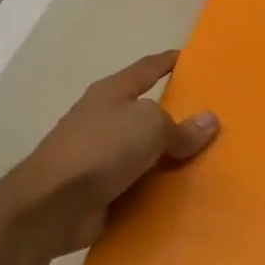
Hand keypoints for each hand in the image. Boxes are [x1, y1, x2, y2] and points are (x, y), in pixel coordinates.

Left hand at [0, 51, 218, 253]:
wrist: (52, 205)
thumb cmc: (101, 149)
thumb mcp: (150, 126)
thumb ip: (181, 127)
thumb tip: (209, 121)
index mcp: (112, 93)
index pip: (146, 69)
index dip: (167, 62)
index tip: (191, 59)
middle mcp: (103, 120)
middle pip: (147, 113)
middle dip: (176, 116)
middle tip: (212, 121)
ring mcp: (99, 156)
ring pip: (145, 152)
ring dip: (169, 158)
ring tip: (207, 161)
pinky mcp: (100, 189)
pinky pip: (139, 184)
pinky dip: (158, 188)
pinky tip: (184, 195)